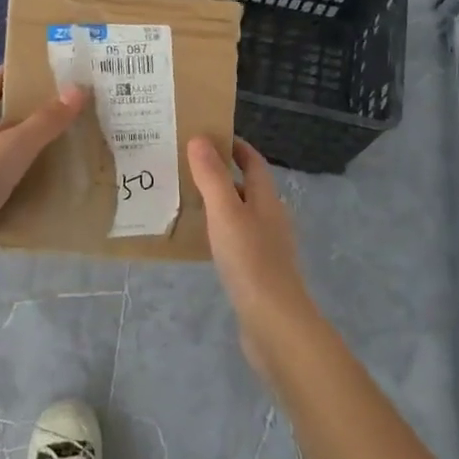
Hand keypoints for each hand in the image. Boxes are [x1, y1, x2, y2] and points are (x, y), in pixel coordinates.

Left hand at [0, 69, 87, 279]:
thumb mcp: (15, 144)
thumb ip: (46, 121)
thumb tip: (78, 88)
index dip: (2, 78)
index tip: (24, 66)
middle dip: (24, 119)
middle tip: (60, 112)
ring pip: (6, 164)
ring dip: (29, 159)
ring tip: (65, 154)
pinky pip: (10, 197)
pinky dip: (28, 194)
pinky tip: (52, 195)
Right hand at [187, 137, 324, 375]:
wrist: (274, 323)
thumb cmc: (251, 260)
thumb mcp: (226, 212)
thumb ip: (212, 176)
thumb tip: (200, 139)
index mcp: (267, 199)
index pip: (253, 162)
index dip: (234, 146)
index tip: (206, 135)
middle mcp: (270, 218)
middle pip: (246, 186)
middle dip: (220, 172)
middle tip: (185, 165)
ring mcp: (265, 246)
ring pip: (240, 213)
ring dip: (217, 202)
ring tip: (184, 197)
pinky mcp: (256, 271)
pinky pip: (235, 239)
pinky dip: (217, 230)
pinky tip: (199, 239)